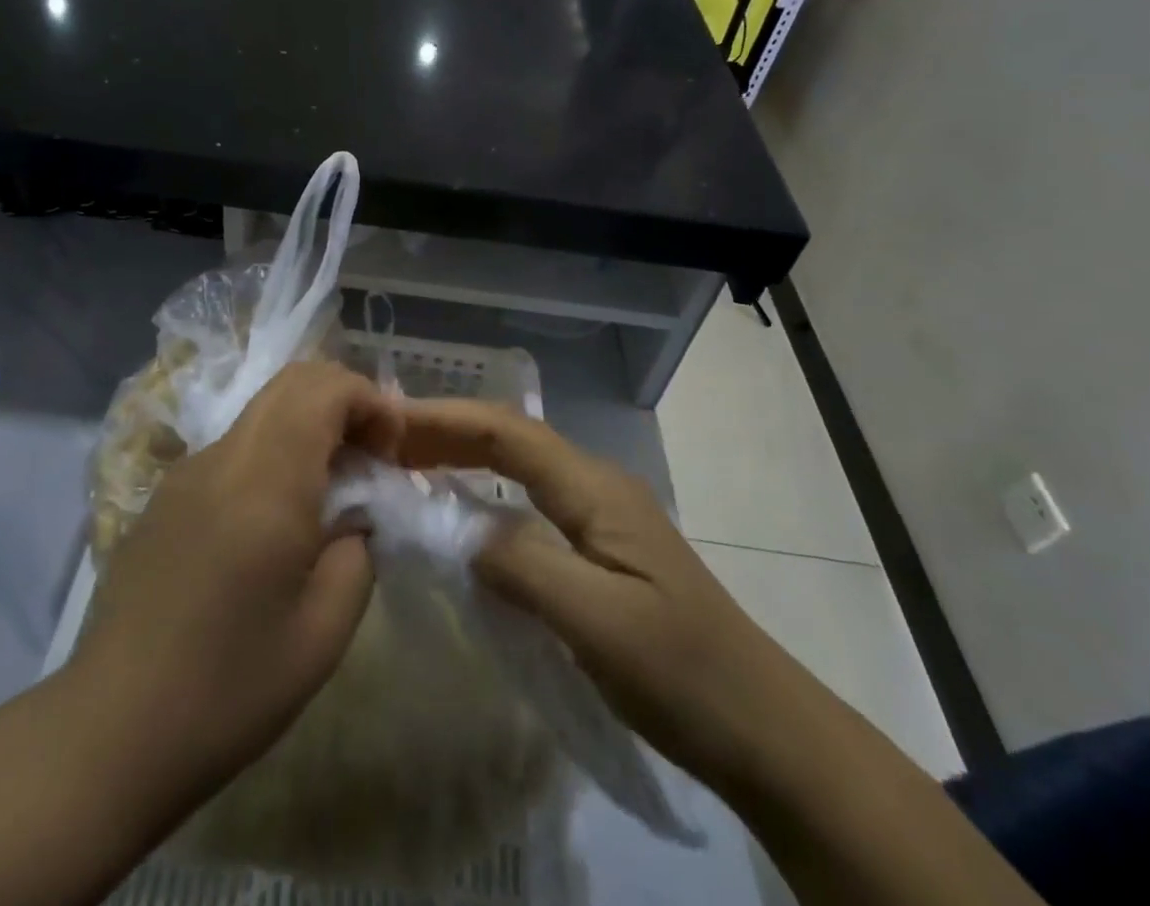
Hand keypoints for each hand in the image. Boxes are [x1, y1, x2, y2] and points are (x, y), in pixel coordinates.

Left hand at [69, 360, 403, 811]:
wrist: (111, 729)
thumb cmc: (229, 686)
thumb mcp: (324, 632)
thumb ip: (356, 552)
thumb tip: (353, 517)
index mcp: (266, 480)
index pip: (323, 388)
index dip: (371, 401)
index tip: (393, 452)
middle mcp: (223, 456)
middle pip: (291, 382)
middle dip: (343, 402)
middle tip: (371, 459)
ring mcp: (186, 471)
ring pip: (261, 409)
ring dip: (307, 425)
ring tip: (330, 488)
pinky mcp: (165, 495)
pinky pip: (233, 445)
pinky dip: (273, 450)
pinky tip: (276, 517)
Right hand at [397, 396, 793, 791]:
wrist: (765, 729)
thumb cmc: (682, 673)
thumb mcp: (597, 622)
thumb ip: (522, 563)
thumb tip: (457, 527)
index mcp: (595, 489)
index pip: (507, 432)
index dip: (445, 420)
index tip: (388, 424)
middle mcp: (595, 485)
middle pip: (510, 438)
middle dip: (447, 430)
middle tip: (385, 441)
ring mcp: (600, 515)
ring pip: (518, 466)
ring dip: (462, 455)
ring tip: (407, 462)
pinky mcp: (599, 547)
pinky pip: (527, 501)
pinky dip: (483, 492)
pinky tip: (459, 511)